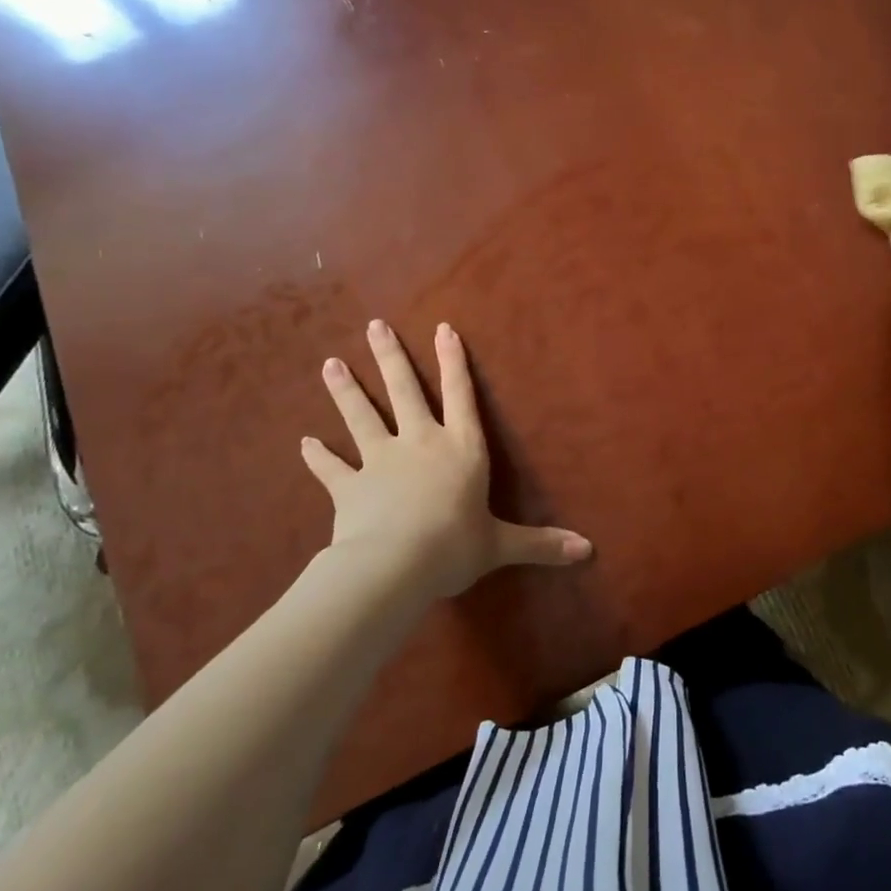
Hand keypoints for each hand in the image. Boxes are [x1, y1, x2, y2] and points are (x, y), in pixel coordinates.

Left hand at [300, 320, 591, 601]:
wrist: (394, 565)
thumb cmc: (454, 546)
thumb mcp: (501, 545)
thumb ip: (541, 544)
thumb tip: (587, 551)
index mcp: (460, 448)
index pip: (461, 394)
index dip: (453, 361)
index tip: (442, 328)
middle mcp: (420, 443)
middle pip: (404, 391)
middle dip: (390, 357)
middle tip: (374, 325)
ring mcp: (380, 461)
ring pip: (360, 416)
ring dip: (345, 390)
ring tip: (330, 364)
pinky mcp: (349, 486)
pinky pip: (330, 468)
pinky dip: (317, 457)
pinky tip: (303, 443)